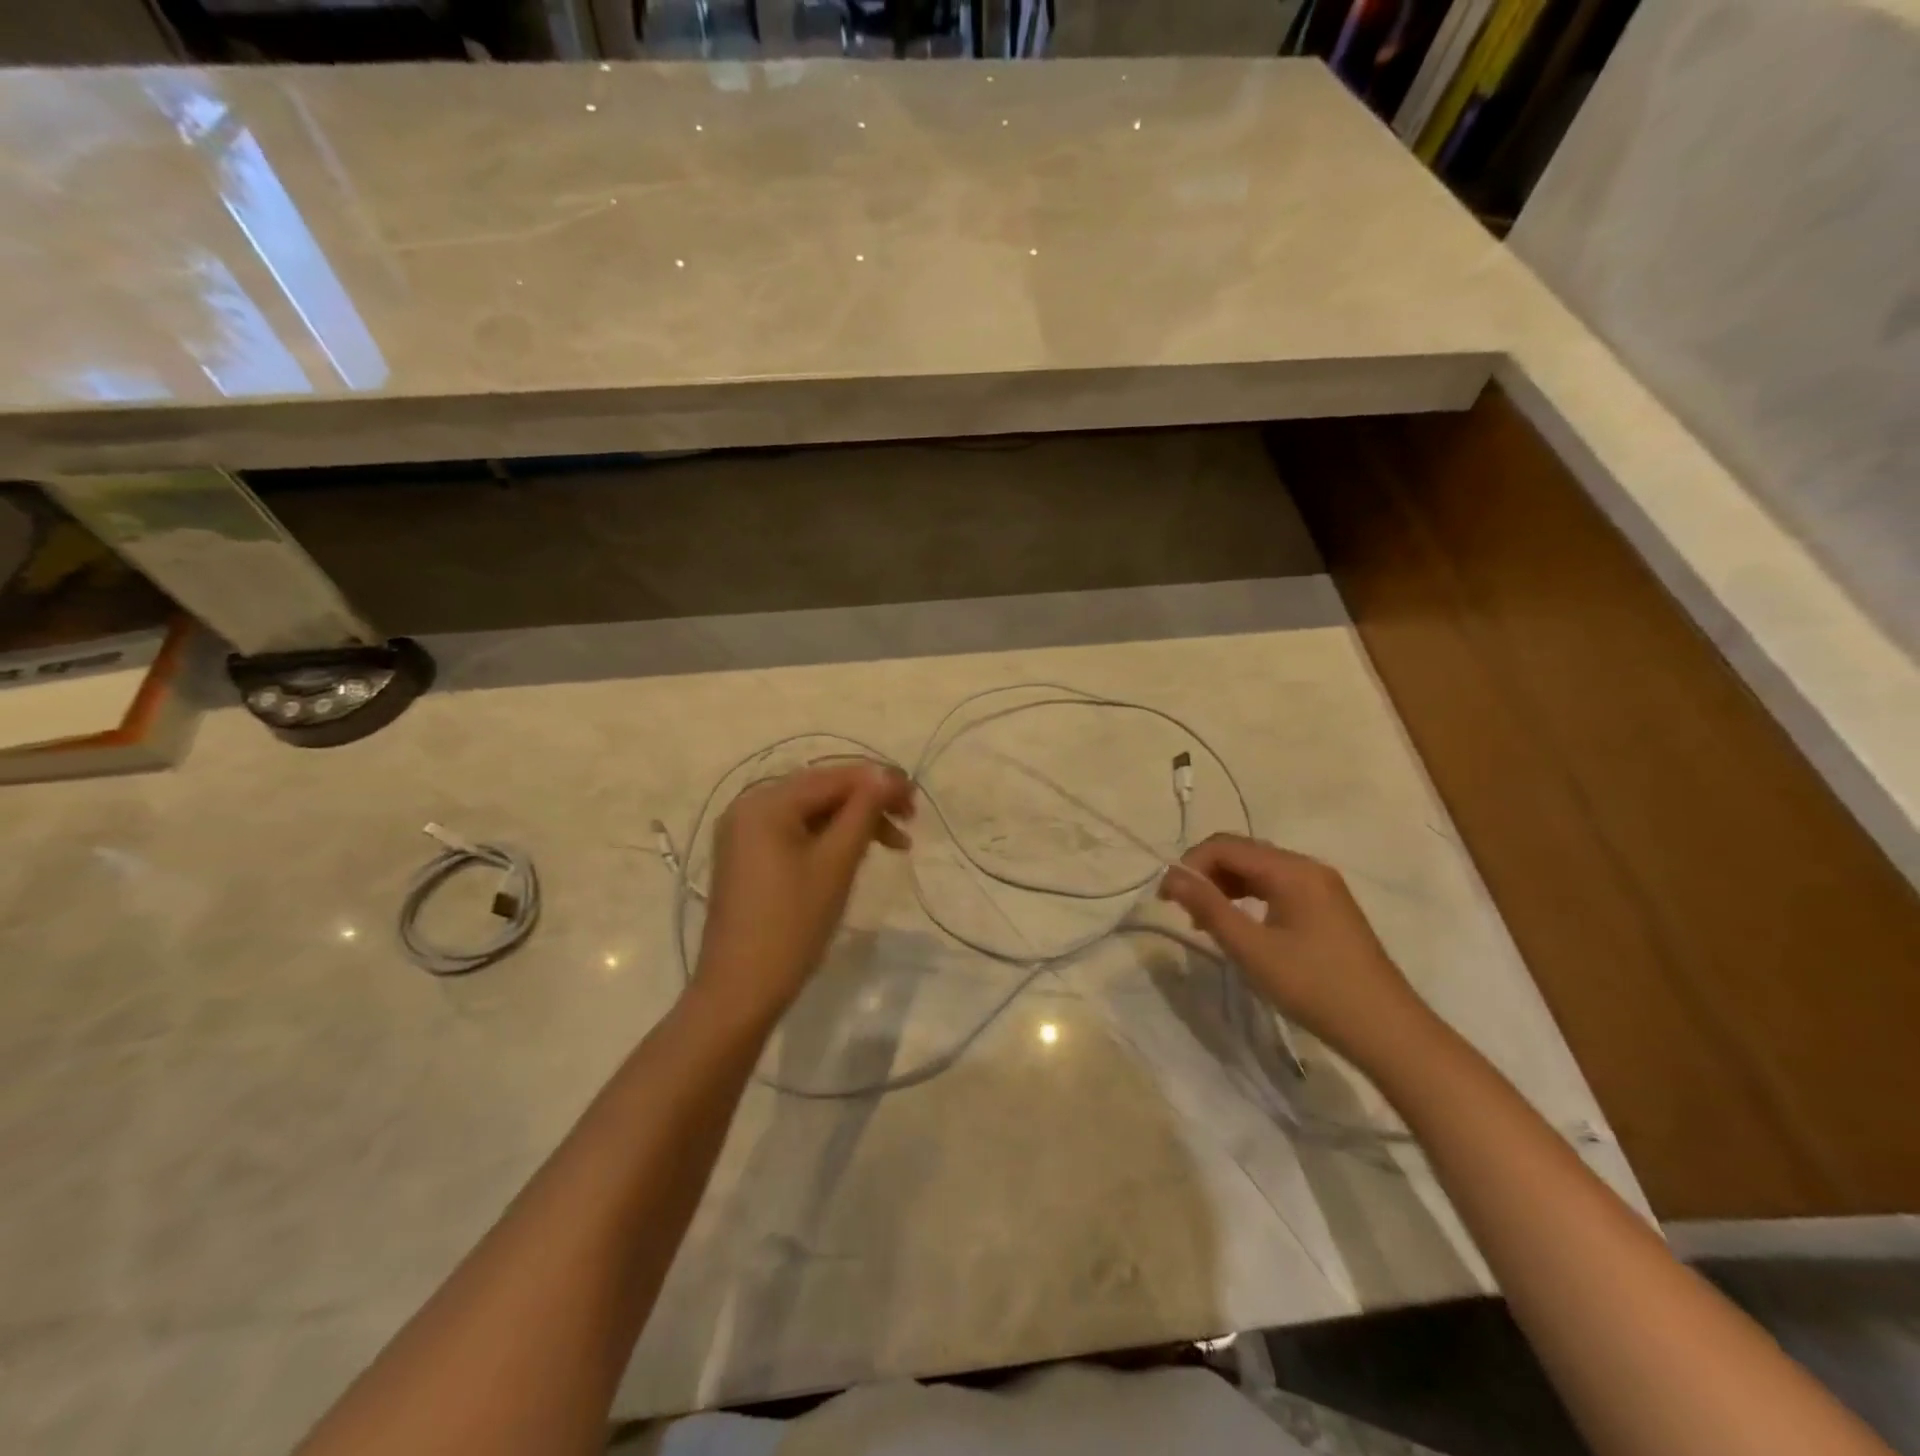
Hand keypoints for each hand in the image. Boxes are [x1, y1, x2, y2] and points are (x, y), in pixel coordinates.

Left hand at [693, 762, 914, 1026]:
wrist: (740, 991)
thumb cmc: (792, 924)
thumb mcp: (836, 862)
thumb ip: (863, 810)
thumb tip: (886, 774)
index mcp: (766, 803)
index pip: (834, 777)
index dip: (880, 783)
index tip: (917, 802)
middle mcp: (749, 807)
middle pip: (821, 790)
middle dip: (868, 803)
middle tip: (909, 823)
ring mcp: (745, 833)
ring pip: (811, 813)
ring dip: (853, 822)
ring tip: (892, 844)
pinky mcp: (748, 858)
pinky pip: (796, 832)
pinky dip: (829, 838)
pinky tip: (855, 853)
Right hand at [1158, 833, 1433, 1070]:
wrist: (1386, 1030)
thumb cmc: (1314, 987)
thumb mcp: (1252, 949)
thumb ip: (1209, 908)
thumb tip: (1172, 877)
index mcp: (1292, 869)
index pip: (1226, 846)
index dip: (1190, 864)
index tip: (1166, 898)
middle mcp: (1307, 867)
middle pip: (1243, 853)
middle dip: (1206, 874)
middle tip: (1183, 911)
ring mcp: (1321, 886)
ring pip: (1259, 870)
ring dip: (1225, 887)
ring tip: (1205, 922)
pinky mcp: (1326, 907)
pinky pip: (1276, 887)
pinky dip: (1249, 898)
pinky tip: (1239, 926)